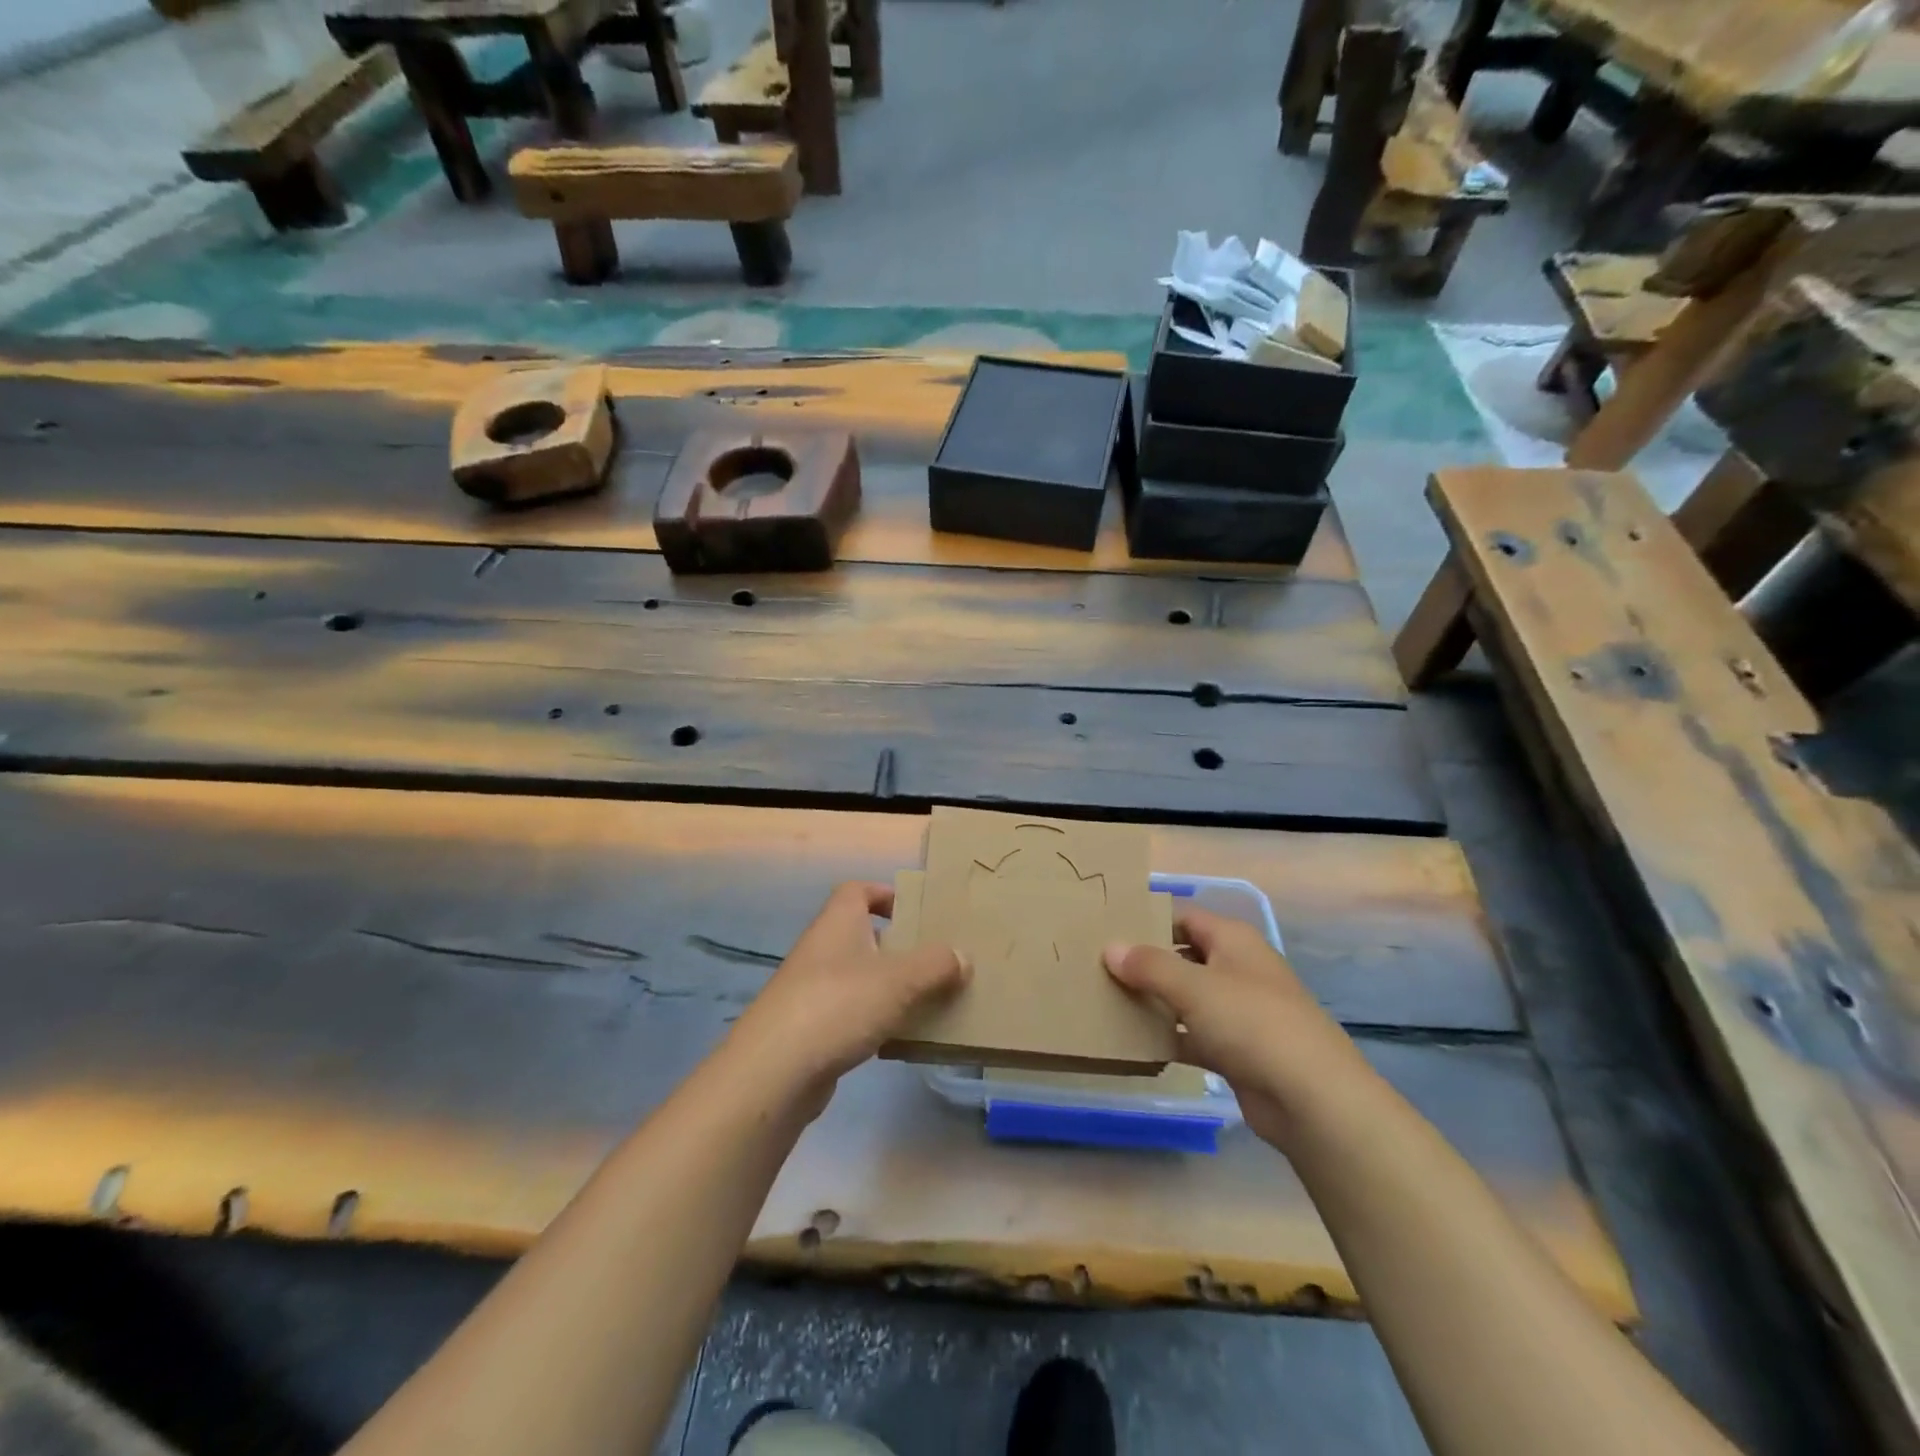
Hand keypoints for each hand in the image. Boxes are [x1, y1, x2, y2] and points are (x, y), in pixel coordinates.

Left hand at [726, 882, 968, 1110]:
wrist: (774, 1071)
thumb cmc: (839, 1005)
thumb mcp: (899, 980)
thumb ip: (936, 965)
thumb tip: (962, 956)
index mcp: (838, 923)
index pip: (857, 891)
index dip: (885, 894)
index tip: (917, 911)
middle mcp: (822, 949)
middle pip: (863, 935)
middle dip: (898, 946)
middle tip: (935, 960)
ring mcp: (812, 990)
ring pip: (859, 977)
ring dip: (890, 987)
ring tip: (928, 1000)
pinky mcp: (810, 1029)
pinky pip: (851, 1014)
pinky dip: (876, 1020)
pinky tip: (900, 1039)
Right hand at [1103, 908, 1372, 1151]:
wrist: (1312, 1099)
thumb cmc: (1252, 1023)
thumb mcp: (1194, 987)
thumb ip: (1149, 965)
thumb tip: (1110, 947)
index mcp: (1233, 940)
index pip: (1183, 916)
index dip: (1148, 918)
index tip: (1106, 927)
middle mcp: (1237, 968)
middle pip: (1183, 956)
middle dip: (1144, 961)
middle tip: (1097, 965)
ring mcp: (1239, 1011)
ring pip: (1186, 997)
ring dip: (1153, 1001)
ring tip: (1106, 1000)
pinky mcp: (1236, 1051)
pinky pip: (1193, 1035)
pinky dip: (1169, 1037)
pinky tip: (1134, 1042)